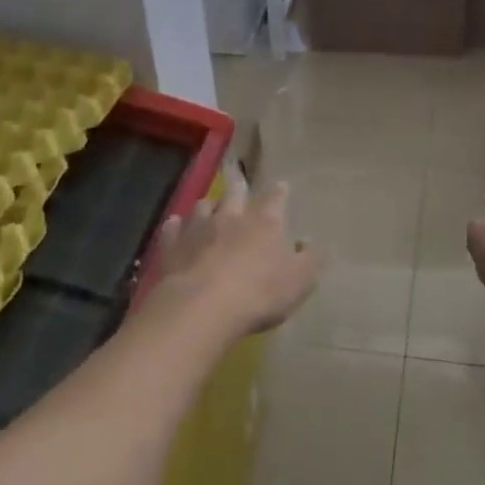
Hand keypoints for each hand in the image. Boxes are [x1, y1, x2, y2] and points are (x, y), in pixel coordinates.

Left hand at [149, 173, 320, 337]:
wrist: (203, 307)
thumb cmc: (259, 293)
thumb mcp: (299, 281)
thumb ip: (310, 259)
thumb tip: (311, 243)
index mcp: (265, 223)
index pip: (275, 199)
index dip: (279, 192)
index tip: (281, 185)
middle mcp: (231, 217)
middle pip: (235, 193)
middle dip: (239, 186)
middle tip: (238, 177)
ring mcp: (198, 229)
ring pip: (203, 206)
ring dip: (208, 205)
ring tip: (209, 205)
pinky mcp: (172, 246)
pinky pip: (173, 229)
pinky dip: (175, 225)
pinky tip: (175, 224)